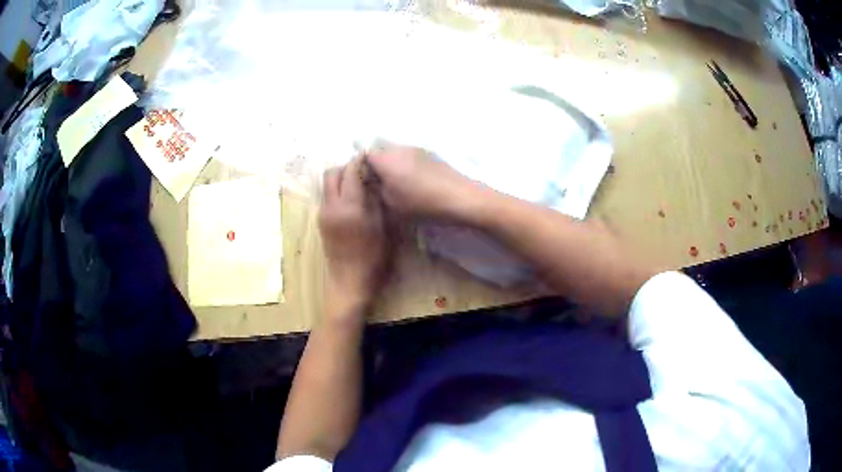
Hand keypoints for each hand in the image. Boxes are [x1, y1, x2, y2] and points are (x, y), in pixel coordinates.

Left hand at [319, 157, 391, 311]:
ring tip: (358, 185)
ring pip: (327, 185)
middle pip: (331, 173)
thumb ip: (374, 199)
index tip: (370, 157)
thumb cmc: (373, 256)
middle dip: (345, 167)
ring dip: (340, 178)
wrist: (350, 281)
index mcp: (348, 206)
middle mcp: (330, 206)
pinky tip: (352, 200)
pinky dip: (337, 191)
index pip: (349, 171)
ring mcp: (323, 214)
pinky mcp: (320, 222)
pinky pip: (327, 197)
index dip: (359, 161)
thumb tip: (371, 180)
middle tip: (362, 171)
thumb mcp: (382, 225)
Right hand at [366, 146, 482, 220]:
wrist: (459, 197)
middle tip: (376, 184)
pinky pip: (408, 156)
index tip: (361, 182)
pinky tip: (412, 182)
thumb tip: (371, 183)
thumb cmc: (421, 203)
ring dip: (390, 164)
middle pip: (378, 150)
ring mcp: (415, 148)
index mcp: (384, 158)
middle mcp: (398, 148)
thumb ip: (376, 190)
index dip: (359, 168)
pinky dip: (404, 165)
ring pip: (394, 153)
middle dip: (374, 165)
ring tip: (394, 184)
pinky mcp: (429, 153)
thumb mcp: (391, 204)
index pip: (362, 155)